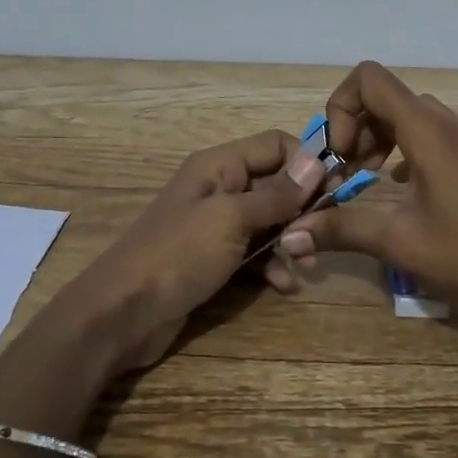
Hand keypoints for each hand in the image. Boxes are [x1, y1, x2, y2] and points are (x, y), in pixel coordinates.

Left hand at [64, 129, 328, 371]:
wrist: (122, 313)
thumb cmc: (178, 255)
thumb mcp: (231, 219)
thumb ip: (275, 194)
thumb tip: (317, 162)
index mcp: (219, 166)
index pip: (275, 144)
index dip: (307, 162)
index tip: (335, 190)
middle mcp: (219, 188)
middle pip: (275, 184)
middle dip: (303, 207)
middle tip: (323, 234)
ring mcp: (215, 226)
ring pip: (268, 221)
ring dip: (290, 240)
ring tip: (305, 265)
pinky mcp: (213, 259)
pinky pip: (252, 253)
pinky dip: (270, 265)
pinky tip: (282, 286)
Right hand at [280, 62, 457, 315]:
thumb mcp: (397, 241)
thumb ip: (340, 228)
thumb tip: (290, 236)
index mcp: (428, 131)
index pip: (370, 79)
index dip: (341, 107)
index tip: (339, 155)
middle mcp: (449, 123)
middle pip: (387, 97)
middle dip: (355, 128)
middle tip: (343, 173)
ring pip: (409, 116)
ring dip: (377, 138)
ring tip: (364, 181)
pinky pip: (430, 134)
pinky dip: (402, 149)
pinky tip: (397, 187)